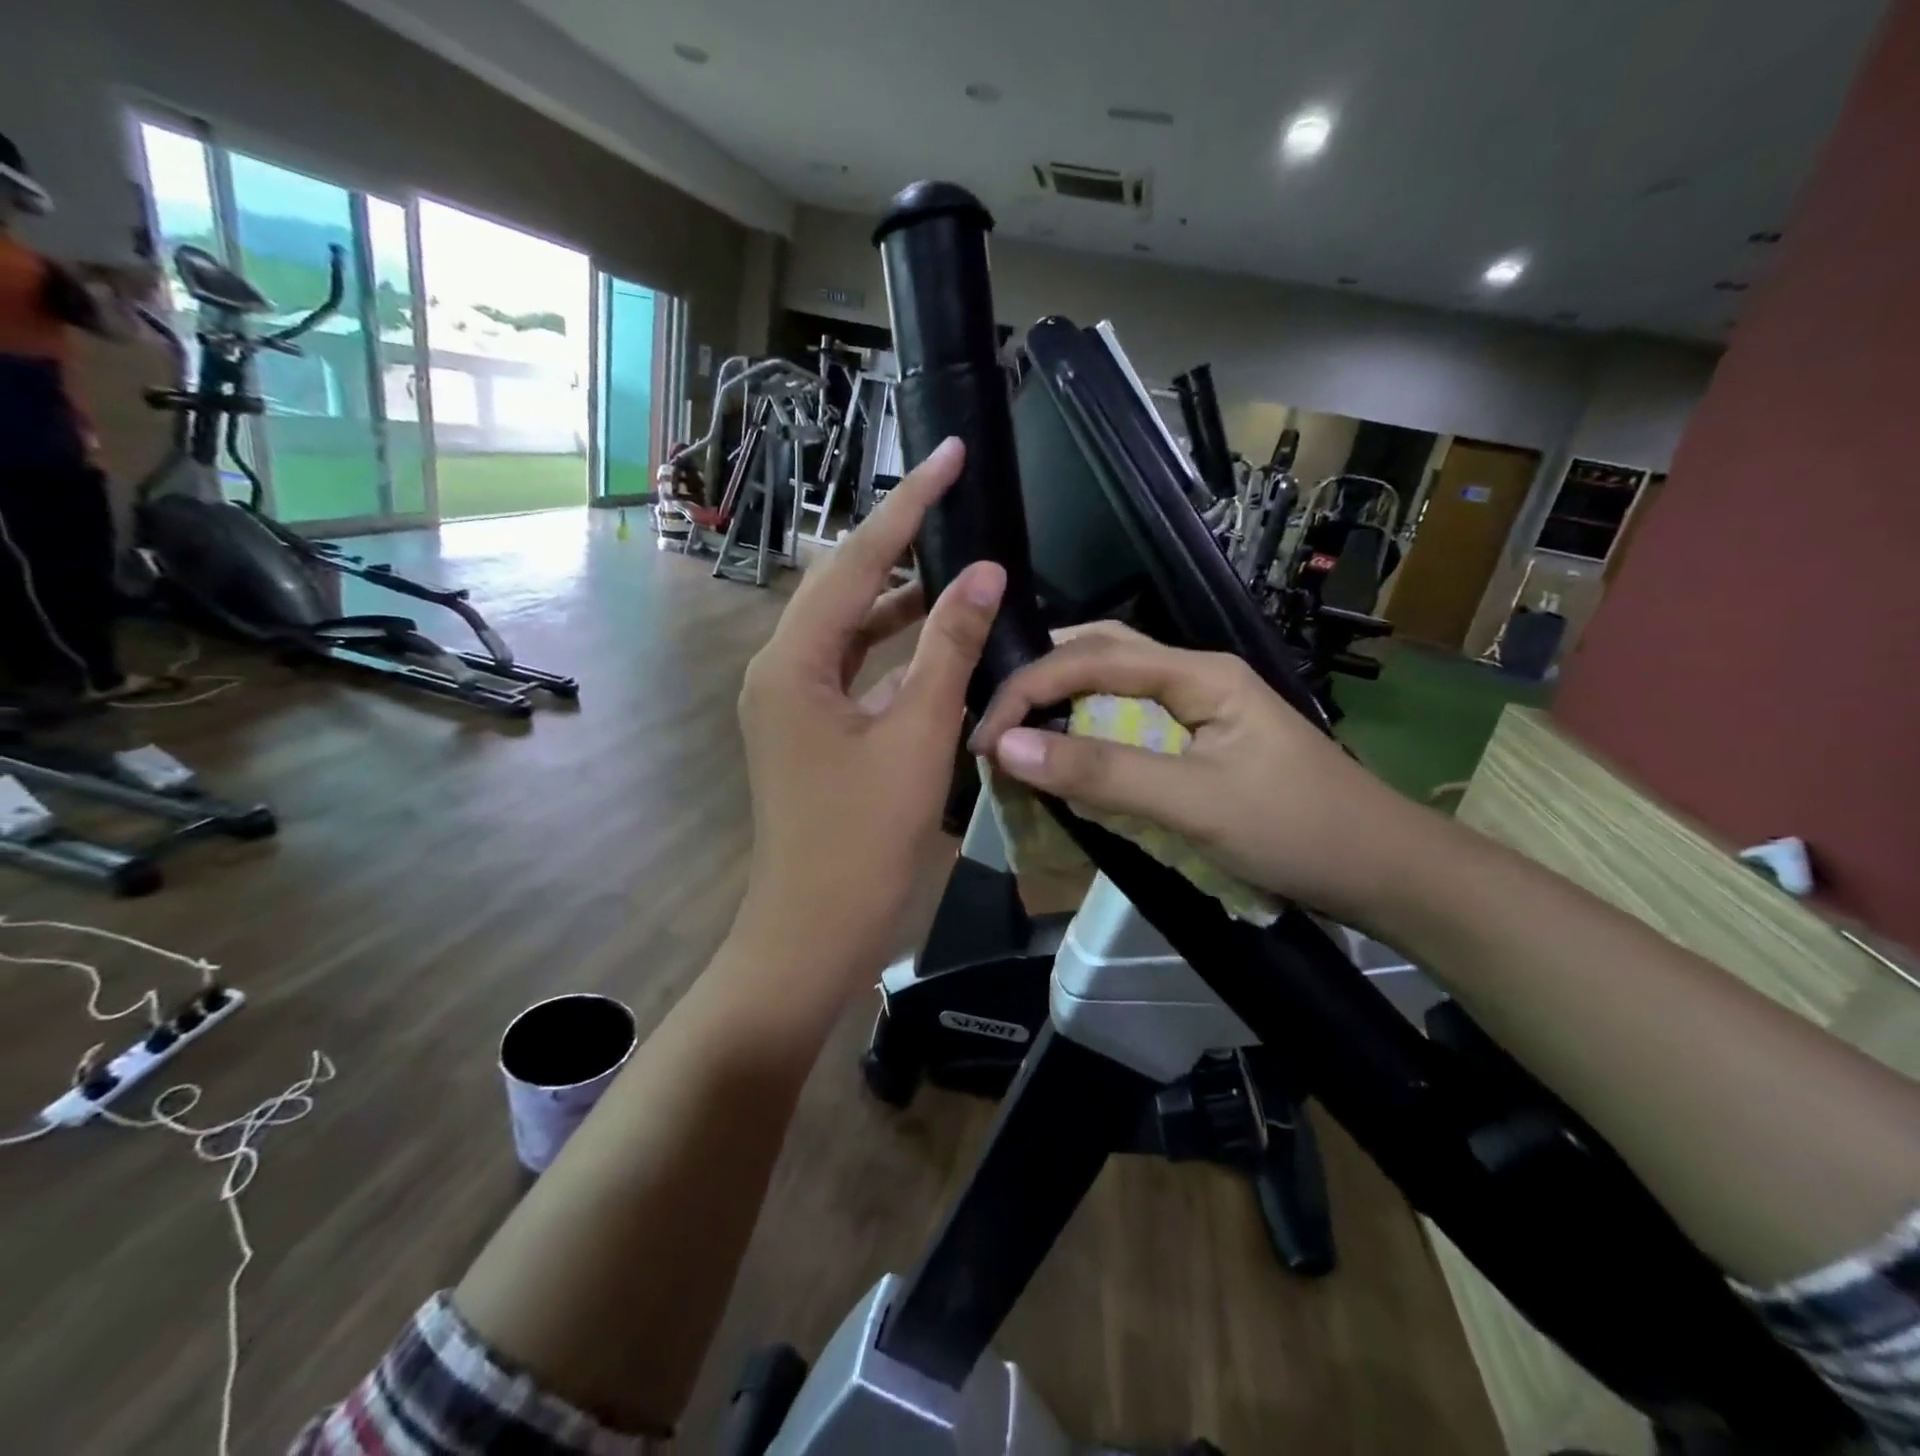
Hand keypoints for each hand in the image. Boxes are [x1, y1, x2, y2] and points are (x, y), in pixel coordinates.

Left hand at [734, 437, 1005, 1000]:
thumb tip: (982, 573)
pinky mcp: (809, 727)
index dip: (909, 505)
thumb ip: (948, 649)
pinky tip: (937, 637)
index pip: (859, 561)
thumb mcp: (917, 737)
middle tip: (955, 498)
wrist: (813, 931)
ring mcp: (791, 700)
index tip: (950, 454)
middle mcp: (781, 668)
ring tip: (957, 560)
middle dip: (901, 541)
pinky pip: (855, 668)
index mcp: (794, 661)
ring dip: (901, 598)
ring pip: (851, 628)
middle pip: (846, 585)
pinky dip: (895, 649)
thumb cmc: (863, 840)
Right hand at [970, 623, 1424, 922]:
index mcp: (1197, 672)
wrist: (1384, 871)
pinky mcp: (1201, 744)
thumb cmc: (1296, 830)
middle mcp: (1195, 676)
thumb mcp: (1194, 804)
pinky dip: (1090, 737)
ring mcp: (1200, 710)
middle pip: (1102, 655)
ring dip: (1064, 705)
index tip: (985, 737)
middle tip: (994, 721)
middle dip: (1042, 680)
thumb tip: (1008, 746)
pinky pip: (1131, 725)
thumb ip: (1102, 773)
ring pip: (1115, 688)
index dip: (1030, 688)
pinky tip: (1070, 759)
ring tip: (1017, 735)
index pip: (1092, 657)